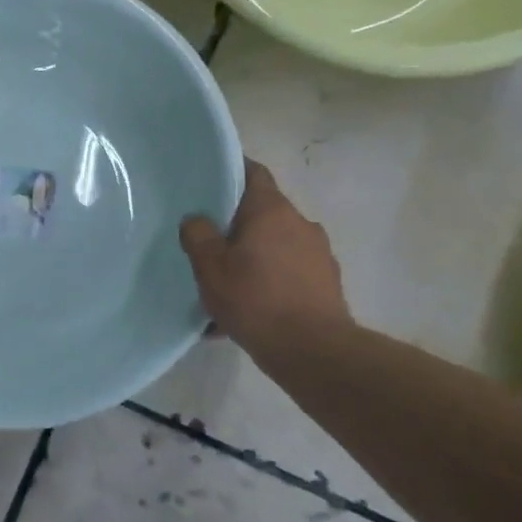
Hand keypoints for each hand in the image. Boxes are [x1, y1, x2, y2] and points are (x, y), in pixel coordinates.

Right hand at [179, 158, 348, 349]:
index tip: (209, 179)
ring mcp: (318, 254)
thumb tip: (196, 220)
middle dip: (236, 226)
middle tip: (209, 242)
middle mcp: (300, 223)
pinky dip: (267, 284)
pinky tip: (246, 313)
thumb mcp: (210, 267)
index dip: (231, 171)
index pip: (253, 173)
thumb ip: (198, 235)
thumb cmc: (255, 299)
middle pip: (262, 213)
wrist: (313, 350)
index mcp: (271, 210)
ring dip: (252, 259)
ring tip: (226, 286)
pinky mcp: (325, 283)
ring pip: (274, 247)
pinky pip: (287, 274)